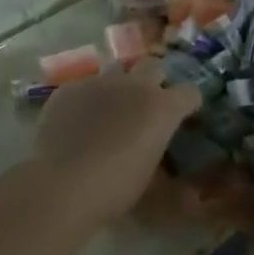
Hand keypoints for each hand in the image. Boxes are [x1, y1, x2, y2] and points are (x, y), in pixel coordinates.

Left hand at [29, 58, 200, 226]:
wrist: (63, 186)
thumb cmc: (116, 189)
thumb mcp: (154, 185)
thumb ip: (167, 169)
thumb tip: (175, 172)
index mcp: (163, 107)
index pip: (190, 91)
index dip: (189, 105)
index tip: (183, 118)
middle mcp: (134, 85)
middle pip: (154, 66)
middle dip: (155, 81)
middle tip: (147, 106)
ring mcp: (98, 82)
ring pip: (117, 69)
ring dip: (121, 83)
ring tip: (112, 108)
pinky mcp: (68, 89)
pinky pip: (85, 84)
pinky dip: (89, 97)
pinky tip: (79, 120)